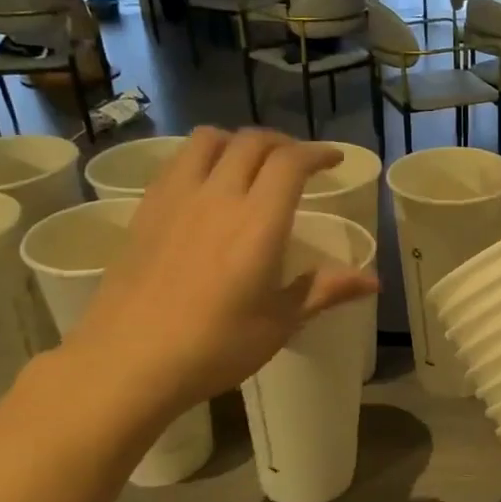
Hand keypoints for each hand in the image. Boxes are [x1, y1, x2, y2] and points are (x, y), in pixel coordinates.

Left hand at [61, 128, 378, 425]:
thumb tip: (373, 281)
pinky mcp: (145, 211)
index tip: (334, 160)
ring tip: (251, 162)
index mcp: (257, 222)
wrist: (127, 362)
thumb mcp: (279, 323)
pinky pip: (178, 162)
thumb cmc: (214, 347)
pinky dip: (203, 157)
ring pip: (208, 140)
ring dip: (238, 141)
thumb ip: (324, 290)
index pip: (291, 162)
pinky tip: (207, 186)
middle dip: (282, 143)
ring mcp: (176, 199)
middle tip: (299, 161)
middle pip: (251, 142)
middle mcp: (217, 196)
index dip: (317, 152)